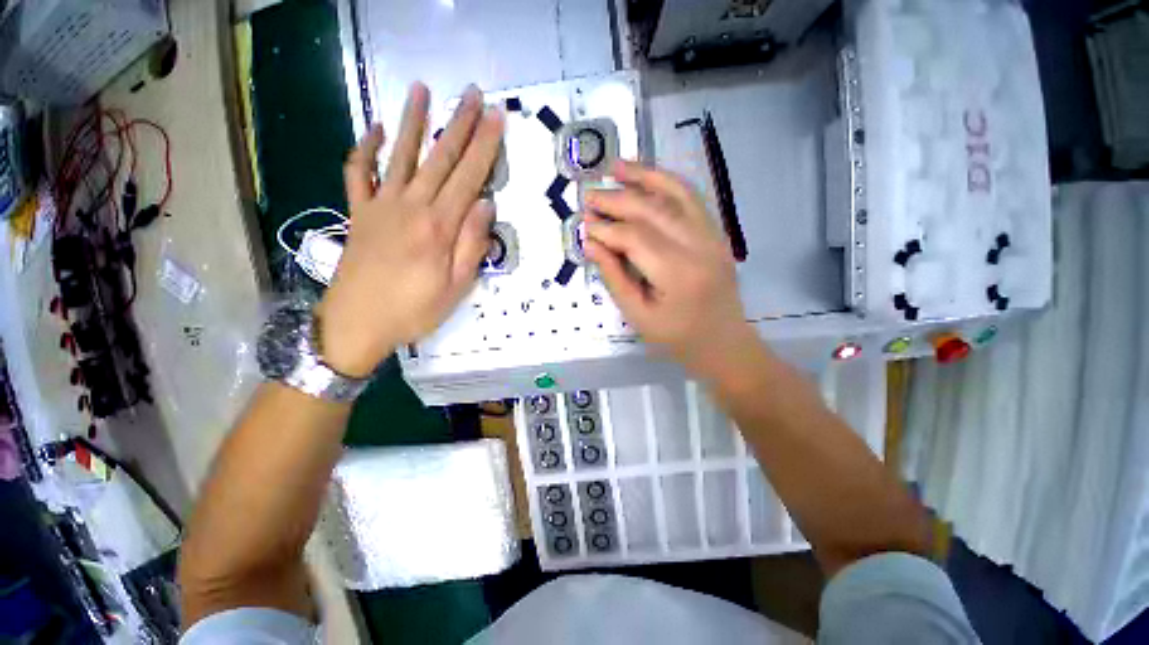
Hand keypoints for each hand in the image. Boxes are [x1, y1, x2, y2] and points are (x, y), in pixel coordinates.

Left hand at [318, 83, 504, 376]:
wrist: (356, 324)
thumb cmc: (414, 310)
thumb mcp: (457, 287)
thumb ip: (472, 244)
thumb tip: (486, 205)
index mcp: (438, 227)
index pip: (469, 178)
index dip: (485, 147)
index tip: (497, 118)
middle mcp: (410, 207)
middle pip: (440, 159)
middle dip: (459, 124)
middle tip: (473, 94)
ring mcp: (380, 206)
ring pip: (401, 156)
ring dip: (413, 121)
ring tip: (422, 90)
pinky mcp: (359, 213)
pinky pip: (358, 174)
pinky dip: (366, 149)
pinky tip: (377, 130)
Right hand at [583, 161, 757, 377]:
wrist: (724, 342)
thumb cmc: (677, 338)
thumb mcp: (638, 315)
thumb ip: (614, 277)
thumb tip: (591, 243)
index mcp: (679, 275)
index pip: (636, 238)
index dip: (606, 229)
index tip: (583, 224)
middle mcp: (700, 247)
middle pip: (653, 211)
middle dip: (617, 200)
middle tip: (589, 196)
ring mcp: (713, 236)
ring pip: (675, 195)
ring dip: (644, 177)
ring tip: (615, 167)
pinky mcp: (716, 233)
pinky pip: (692, 199)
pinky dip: (667, 182)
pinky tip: (647, 175)